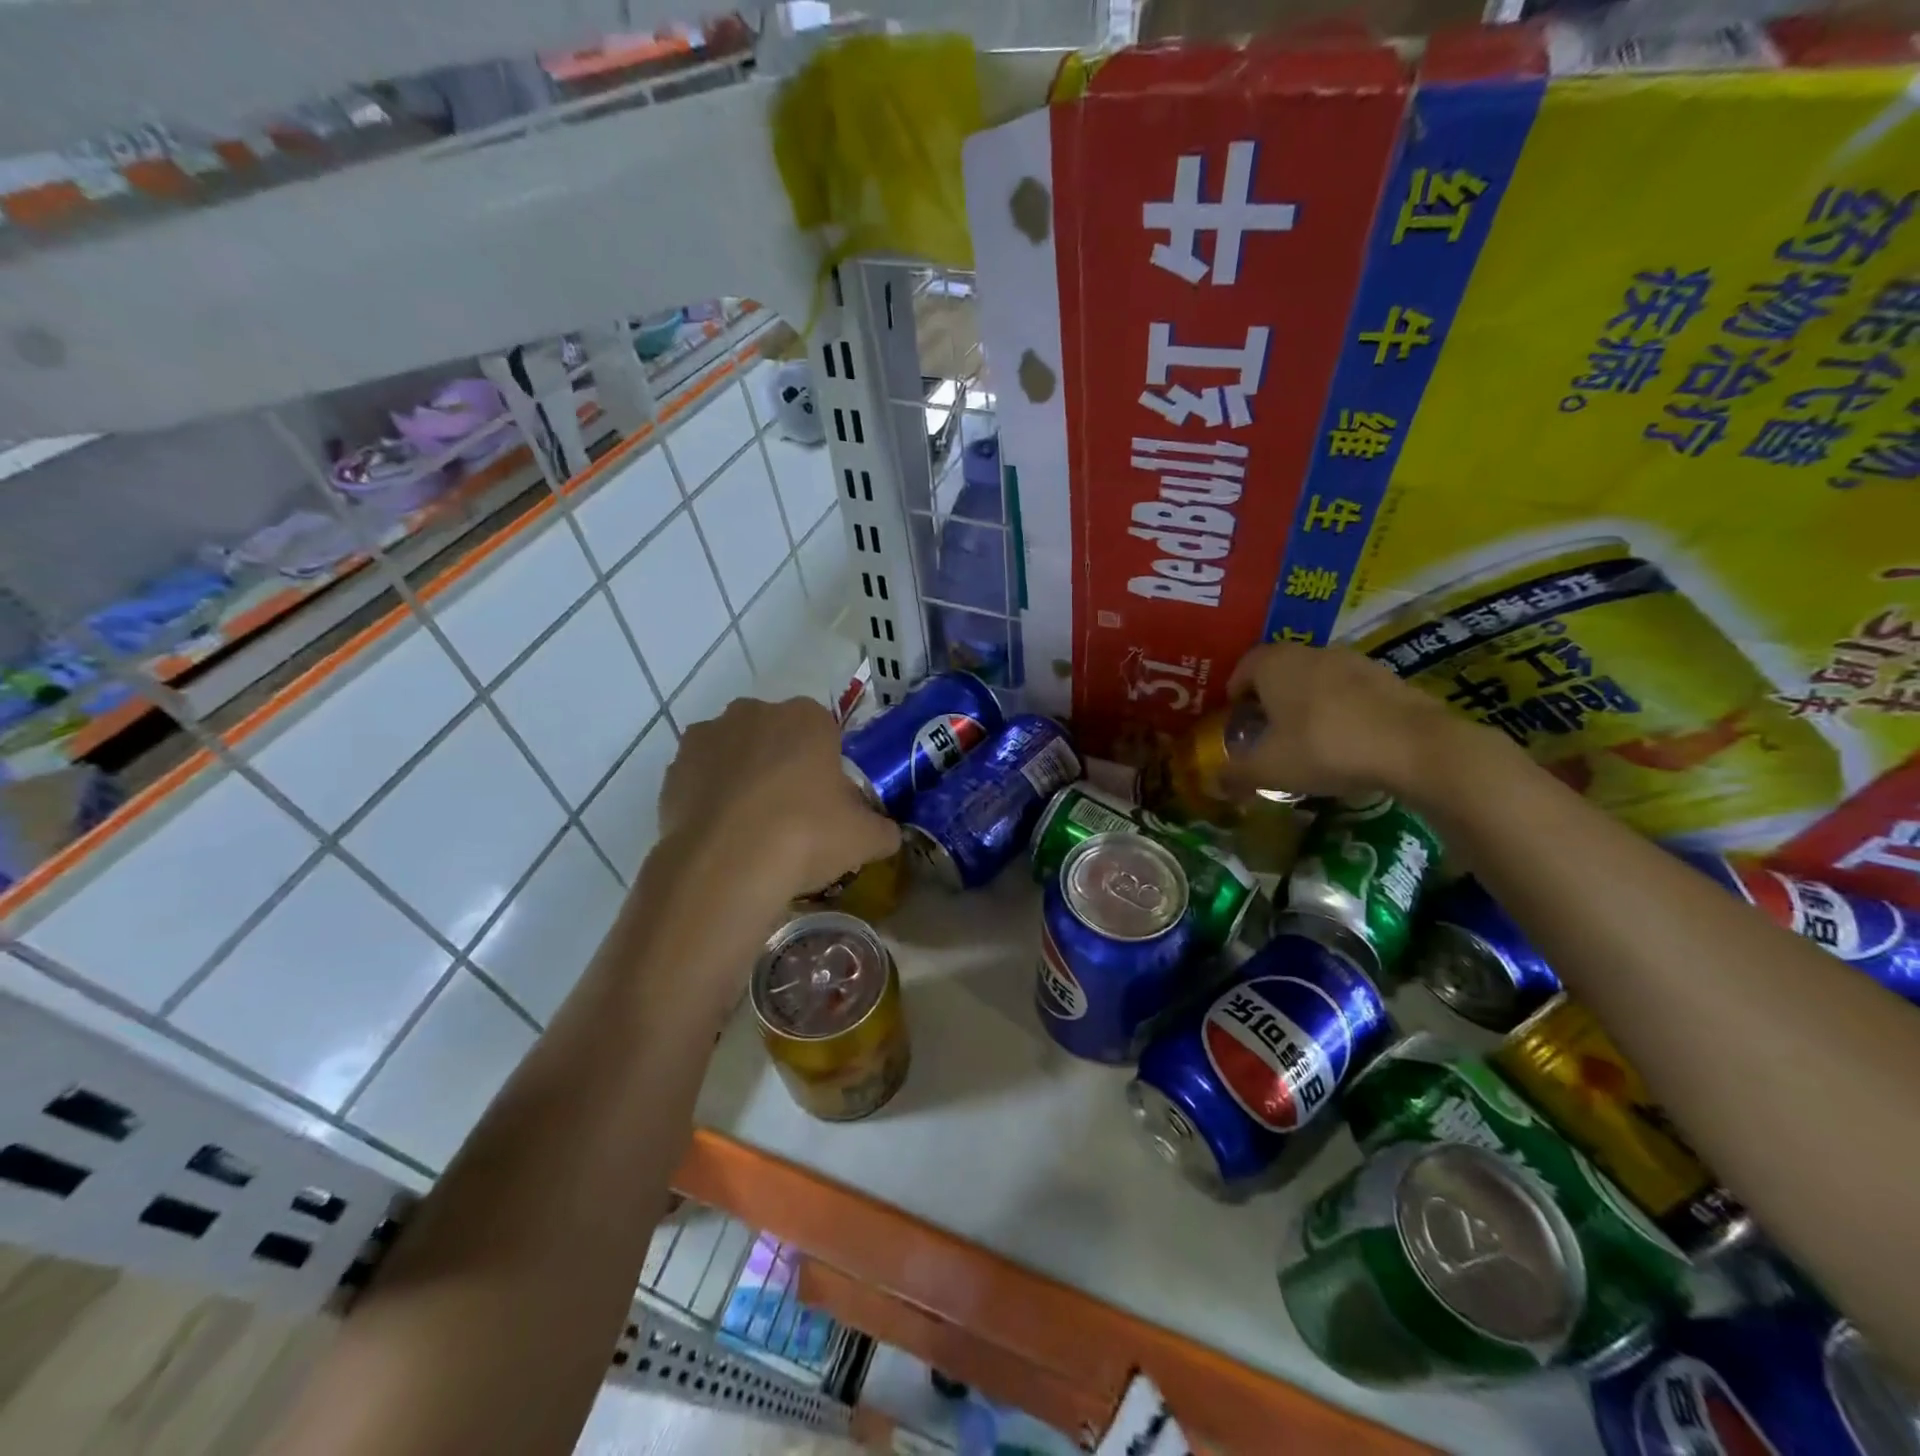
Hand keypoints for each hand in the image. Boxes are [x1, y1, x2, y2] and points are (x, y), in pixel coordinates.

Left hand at [654, 696, 900, 921]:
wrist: (727, 865)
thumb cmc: (806, 835)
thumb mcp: (865, 838)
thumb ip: (883, 829)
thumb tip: (887, 833)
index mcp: (806, 717)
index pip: (823, 730)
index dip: (825, 764)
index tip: (827, 800)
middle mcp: (754, 713)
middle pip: (775, 736)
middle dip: (782, 764)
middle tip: (793, 813)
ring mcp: (707, 736)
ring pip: (735, 753)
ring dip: (743, 777)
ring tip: (752, 827)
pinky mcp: (674, 768)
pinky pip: (701, 778)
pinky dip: (710, 798)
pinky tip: (722, 835)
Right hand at [1221, 643, 1453, 798]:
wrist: (1412, 745)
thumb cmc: (1324, 748)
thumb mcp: (1270, 770)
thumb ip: (1237, 775)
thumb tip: (1214, 783)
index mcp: (1274, 665)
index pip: (1244, 667)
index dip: (1236, 690)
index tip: (1236, 716)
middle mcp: (1310, 652)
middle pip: (1280, 669)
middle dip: (1270, 696)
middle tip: (1266, 728)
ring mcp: (1353, 661)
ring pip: (1316, 677)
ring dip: (1307, 700)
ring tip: (1306, 736)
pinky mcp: (1387, 677)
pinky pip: (1349, 690)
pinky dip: (1340, 708)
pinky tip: (1345, 739)